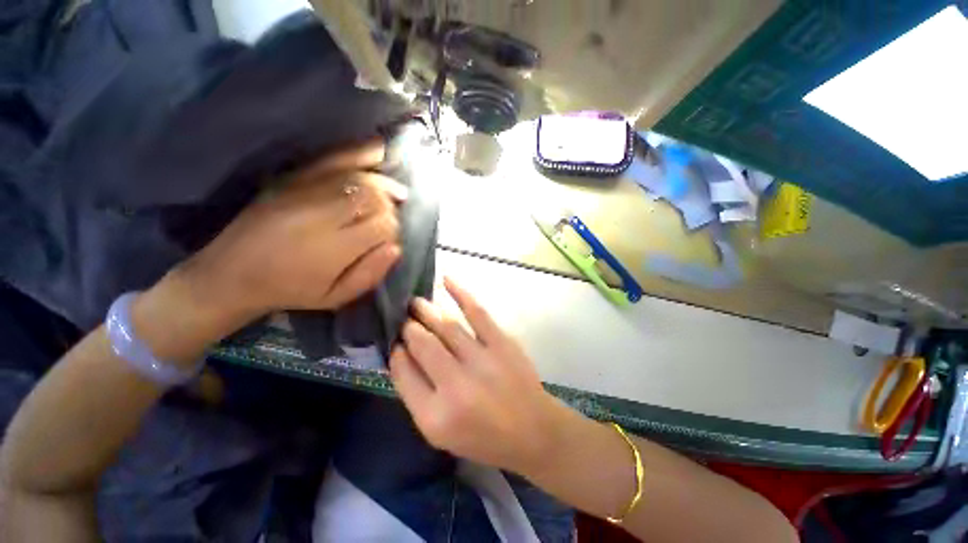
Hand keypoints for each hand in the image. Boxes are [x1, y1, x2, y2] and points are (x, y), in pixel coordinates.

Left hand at [181, 139, 404, 319]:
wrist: (230, 274)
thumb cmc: (291, 291)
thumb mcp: (336, 297)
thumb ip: (370, 274)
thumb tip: (396, 247)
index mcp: (333, 248)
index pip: (383, 225)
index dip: (394, 230)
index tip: (389, 238)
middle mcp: (320, 215)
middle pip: (374, 198)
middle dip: (390, 207)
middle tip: (389, 219)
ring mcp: (303, 192)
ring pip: (358, 178)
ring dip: (381, 185)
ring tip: (394, 193)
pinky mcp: (290, 179)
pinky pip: (331, 159)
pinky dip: (358, 153)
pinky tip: (377, 150)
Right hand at [389, 278, 568, 474]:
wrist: (532, 430)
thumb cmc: (483, 437)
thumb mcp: (439, 432)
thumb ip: (416, 395)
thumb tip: (402, 354)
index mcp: (435, 416)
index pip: (403, 373)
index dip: (396, 353)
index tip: (396, 342)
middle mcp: (456, 386)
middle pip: (422, 344)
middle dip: (409, 327)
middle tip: (403, 318)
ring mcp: (482, 361)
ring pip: (446, 326)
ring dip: (426, 311)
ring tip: (414, 302)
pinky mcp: (502, 343)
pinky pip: (477, 312)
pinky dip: (460, 293)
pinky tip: (446, 280)